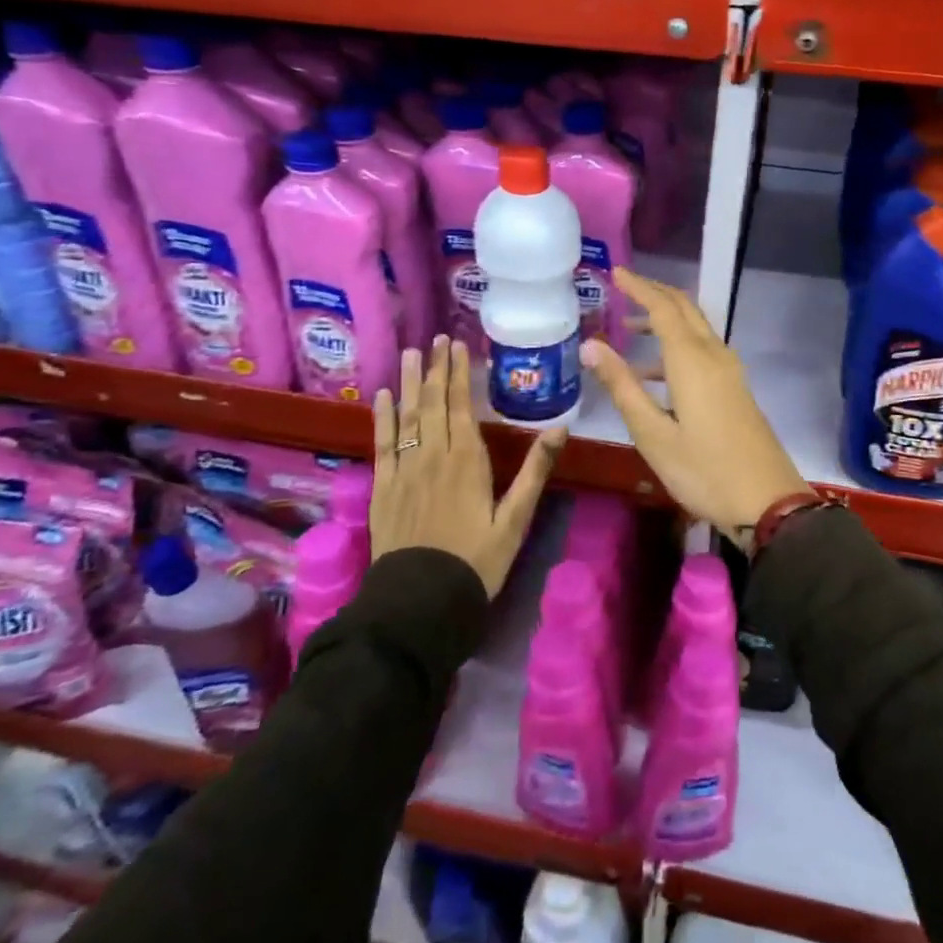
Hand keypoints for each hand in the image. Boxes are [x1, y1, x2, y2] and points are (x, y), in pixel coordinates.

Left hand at [369, 336, 566, 598]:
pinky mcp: (383, 488)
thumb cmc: (476, 561)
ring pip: (407, 416)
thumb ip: (535, 471)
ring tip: (411, 354)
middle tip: (436, 340)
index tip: (457, 346)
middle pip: (433, 403)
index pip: (461, 405)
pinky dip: (382, 418)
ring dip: (409, 383)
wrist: (421, 603)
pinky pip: (382, 444)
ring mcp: (404, 470)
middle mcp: (433, 456)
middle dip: (436, 369)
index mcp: (467, 460)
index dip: (458, 373)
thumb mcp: (515, 520)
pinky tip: (383, 397)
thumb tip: (560, 428)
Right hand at [581, 268, 809, 547]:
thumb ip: (622, 386)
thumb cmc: (703, 469)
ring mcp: (729, 372)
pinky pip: (702, 351)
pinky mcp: (735, 389)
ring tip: (628, 332)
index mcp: (692, 360)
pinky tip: (653, 376)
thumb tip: (591, 345)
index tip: (615, 273)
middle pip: (684, 310)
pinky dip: (676, 348)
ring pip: (695, 330)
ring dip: (664, 322)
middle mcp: (714, 356)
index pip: (662, 308)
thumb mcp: (652, 433)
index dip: (638, 287)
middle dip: (654, 294)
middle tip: (622, 288)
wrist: (768, 501)